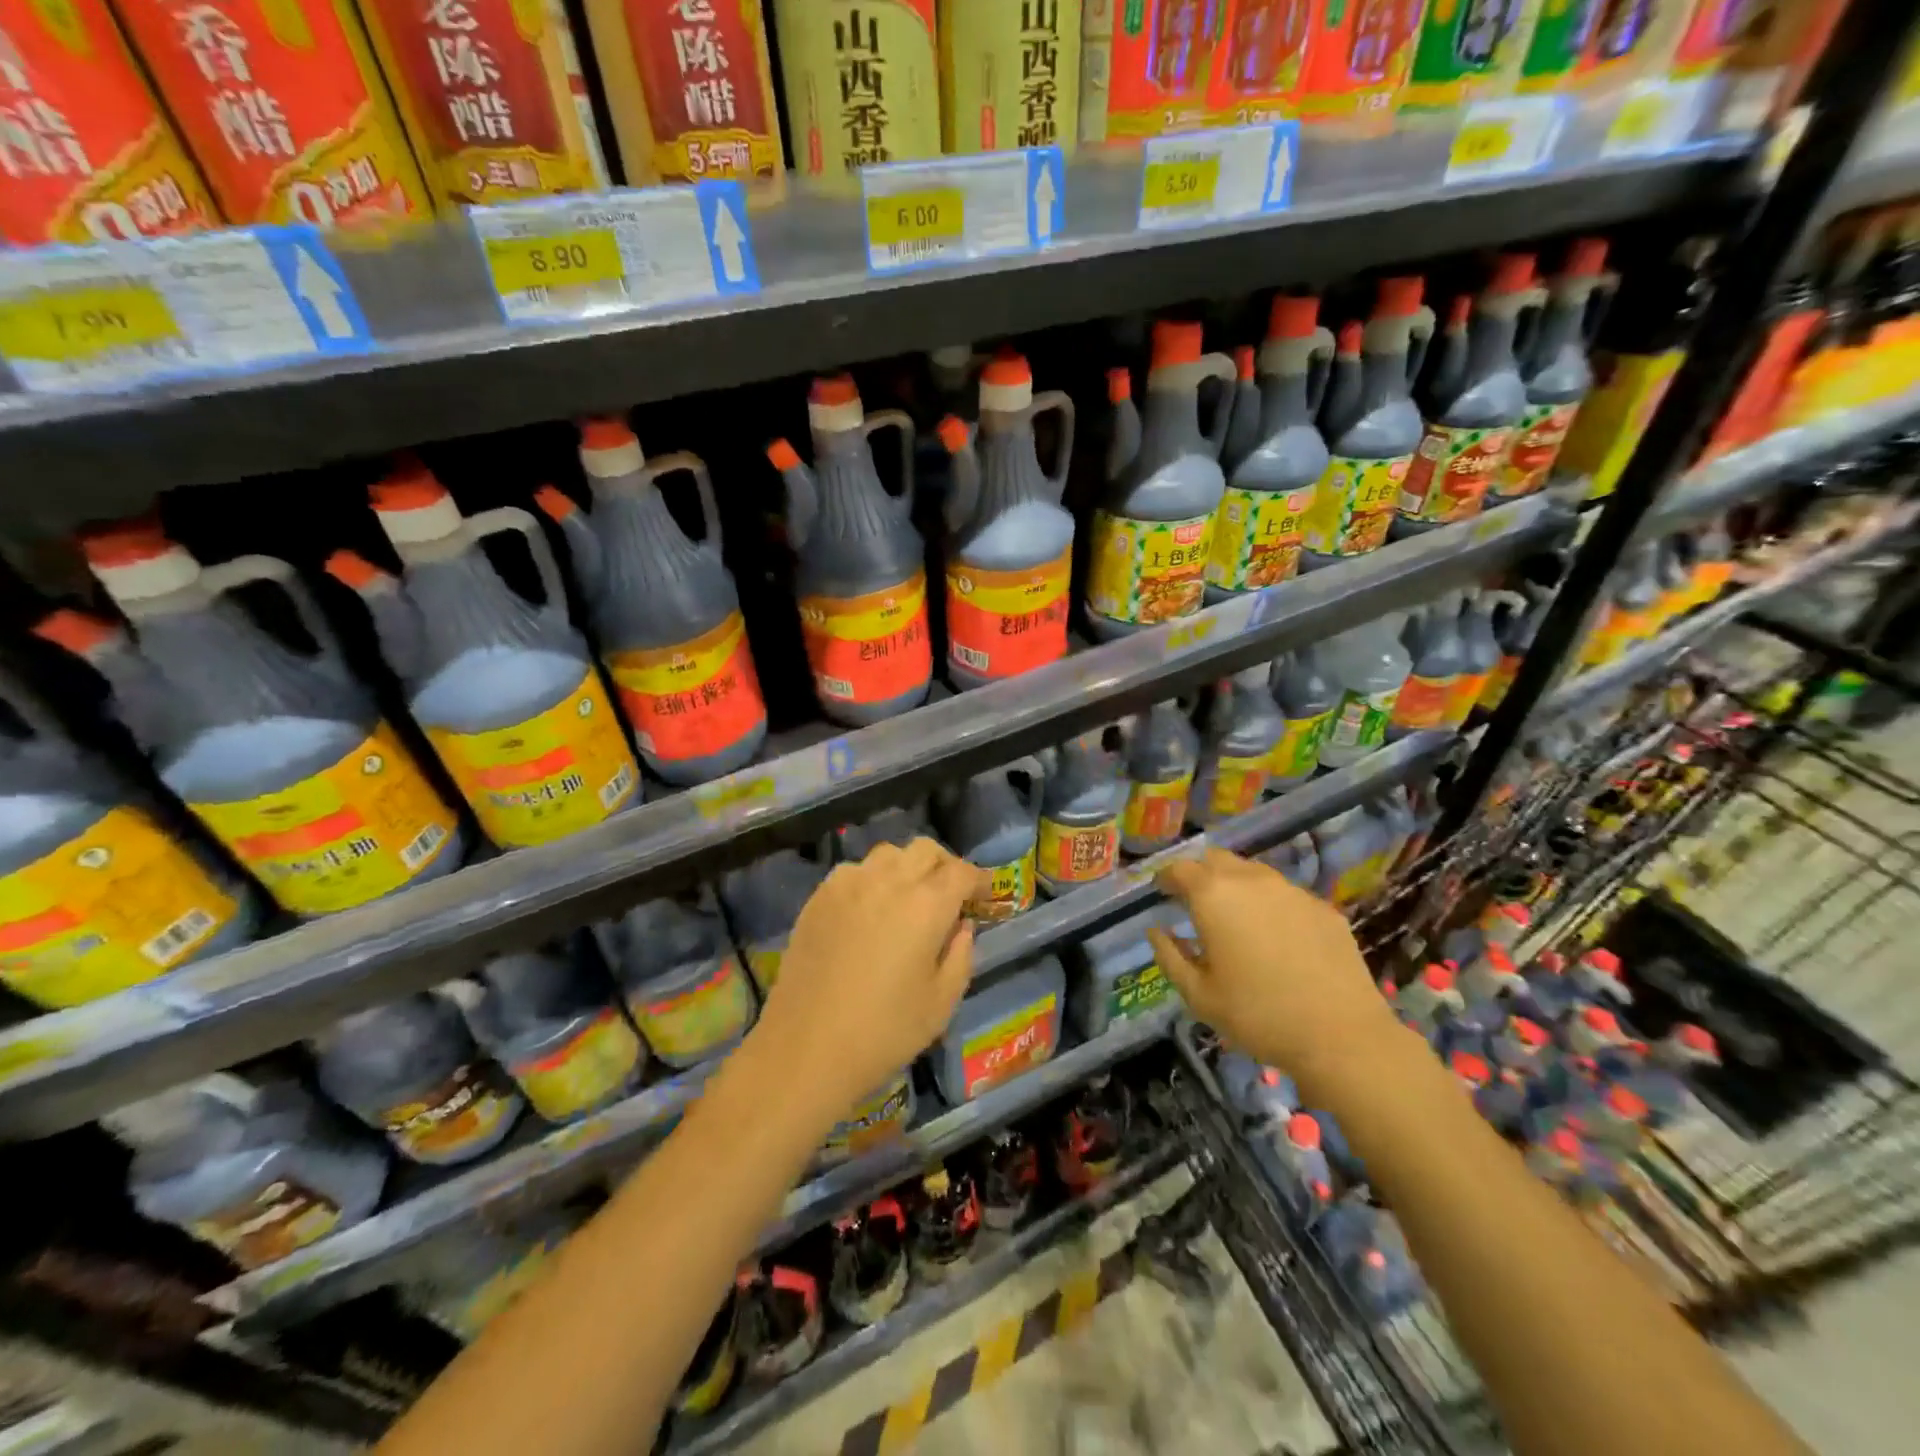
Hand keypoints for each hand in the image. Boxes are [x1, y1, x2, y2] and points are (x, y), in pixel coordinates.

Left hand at [750, 838, 987, 1118]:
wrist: (806, 1048)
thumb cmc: (884, 1032)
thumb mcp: (942, 1002)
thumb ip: (961, 955)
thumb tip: (961, 926)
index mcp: (926, 905)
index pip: (961, 872)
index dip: (980, 879)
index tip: (986, 894)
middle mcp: (888, 881)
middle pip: (925, 850)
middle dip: (945, 865)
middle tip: (950, 894)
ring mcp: (848, 884)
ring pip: (888, 854)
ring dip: (907, 867)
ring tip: (908, 898)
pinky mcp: (819, 897)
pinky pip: (854, 871)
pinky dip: (872, 879)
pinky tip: (869, 910)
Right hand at [1146, 848, 1402, 1093]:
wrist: (1341, 1035)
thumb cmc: (1257, 1015)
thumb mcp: (1198, 995)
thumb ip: (1169, 956)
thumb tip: (1157, 931)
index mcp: (1213, 895)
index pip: (1179, 868)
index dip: (1166, 879)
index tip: (1162, 894)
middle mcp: (1251, 880)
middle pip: (1216, 859)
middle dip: (1200, 874)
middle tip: (1195, 902)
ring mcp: (1291, 890)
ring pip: (1253, 872)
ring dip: (1236, 885)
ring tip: (1235, 917)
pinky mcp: (1322, 907)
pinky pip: (1285, 893)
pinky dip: (1270, 904)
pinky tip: (1276, 936)